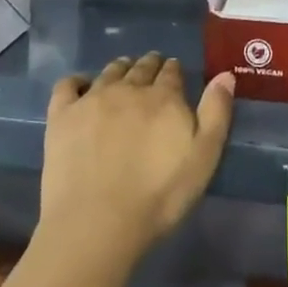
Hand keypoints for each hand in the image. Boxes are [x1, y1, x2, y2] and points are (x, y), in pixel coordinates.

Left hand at [41, 53, 234, 258]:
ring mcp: (92, 99)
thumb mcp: (204, 157)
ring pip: (109, 72)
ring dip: (120, 68)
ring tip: (123, 72)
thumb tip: (225, 74)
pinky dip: (77, 80)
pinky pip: (68, 84)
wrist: (98, 221)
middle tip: (152, 67)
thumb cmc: (159, 196)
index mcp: (164, 97)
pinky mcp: (62, 115)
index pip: (171, 72)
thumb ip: (216, 113)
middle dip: (149, 65)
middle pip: (141, 67)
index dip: (174, 70)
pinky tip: (80, 85)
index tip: (174, 72)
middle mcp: (128, 88)